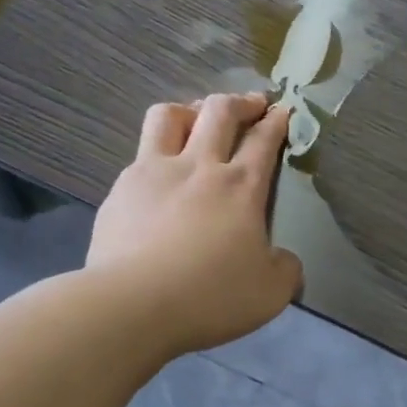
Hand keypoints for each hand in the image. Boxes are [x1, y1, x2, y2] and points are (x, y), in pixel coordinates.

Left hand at [88, 92, 303, 354]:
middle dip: (240, 102)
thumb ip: (286, 270)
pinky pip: (139, 155)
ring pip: (169, 116)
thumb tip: (286, 262)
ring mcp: (154, 172)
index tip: (282, 110)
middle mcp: (199, 166)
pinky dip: (155, 155)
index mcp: (241, 186)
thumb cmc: (211, 295)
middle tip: (251, 105)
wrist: (133, 304)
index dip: (276, 121)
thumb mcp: (270, 292)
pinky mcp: (120, 190)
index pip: (264, 139)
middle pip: (219, 111)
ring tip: (196, 120)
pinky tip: (157, 178)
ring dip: (189, 110)